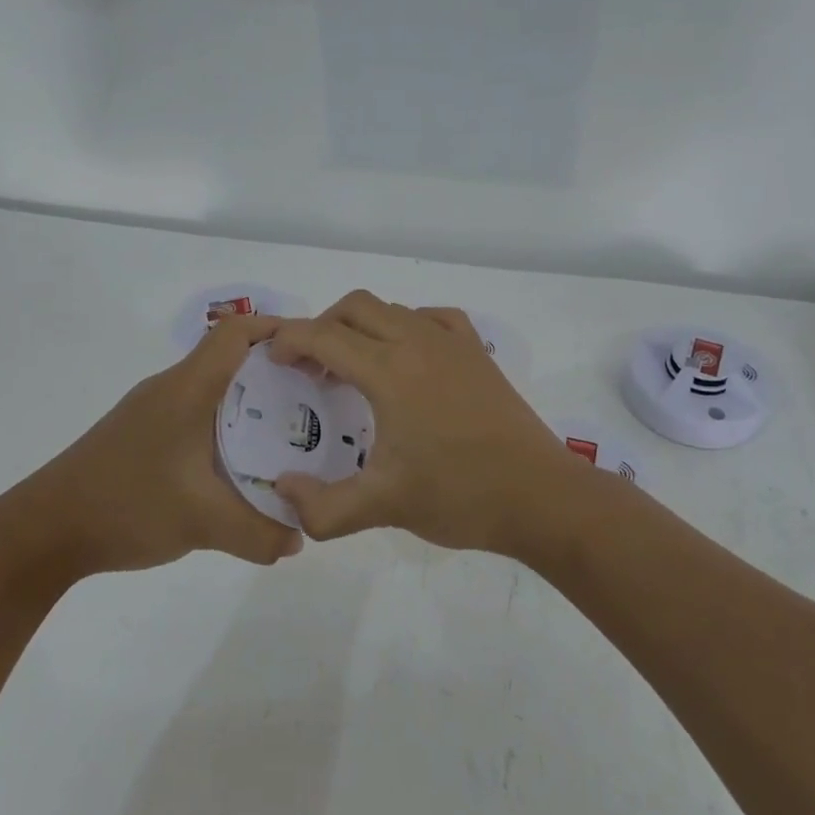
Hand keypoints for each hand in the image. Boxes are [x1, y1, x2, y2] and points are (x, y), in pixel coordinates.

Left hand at [8, 316, 304, 576]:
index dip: (279, 330)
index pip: (237, 332)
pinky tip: (241, 463)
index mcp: (188, 388)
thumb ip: (259, 533)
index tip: (318, 354)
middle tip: (317, 398)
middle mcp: (172, 388)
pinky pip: (199, 414)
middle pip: (232, 357)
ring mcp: (154, 411)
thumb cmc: (125, 505)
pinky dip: (228, 425)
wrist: (44, 531)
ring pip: (216, 388)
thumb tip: (300, 538)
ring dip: (253, 401)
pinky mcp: (144, 434)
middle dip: (278, 371)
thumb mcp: (202, 522)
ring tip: (291, 432)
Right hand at [267, 291, 580, 553]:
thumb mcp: (383, 507)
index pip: (324, 335)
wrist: (540, 496)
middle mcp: (418, 342)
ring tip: (353, 368)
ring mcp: (453, 343)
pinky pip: (432, 318)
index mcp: (390, 371)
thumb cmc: (460, 496)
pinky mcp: (477, 353)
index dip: (290, 340)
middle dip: (322, 326)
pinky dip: (405, 326)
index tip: (274, 361)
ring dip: (361, 327)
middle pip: (355, 307)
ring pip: (393, 309)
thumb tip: (282, 492)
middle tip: (310, 367)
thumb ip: (322, 508)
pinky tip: (406, 358)